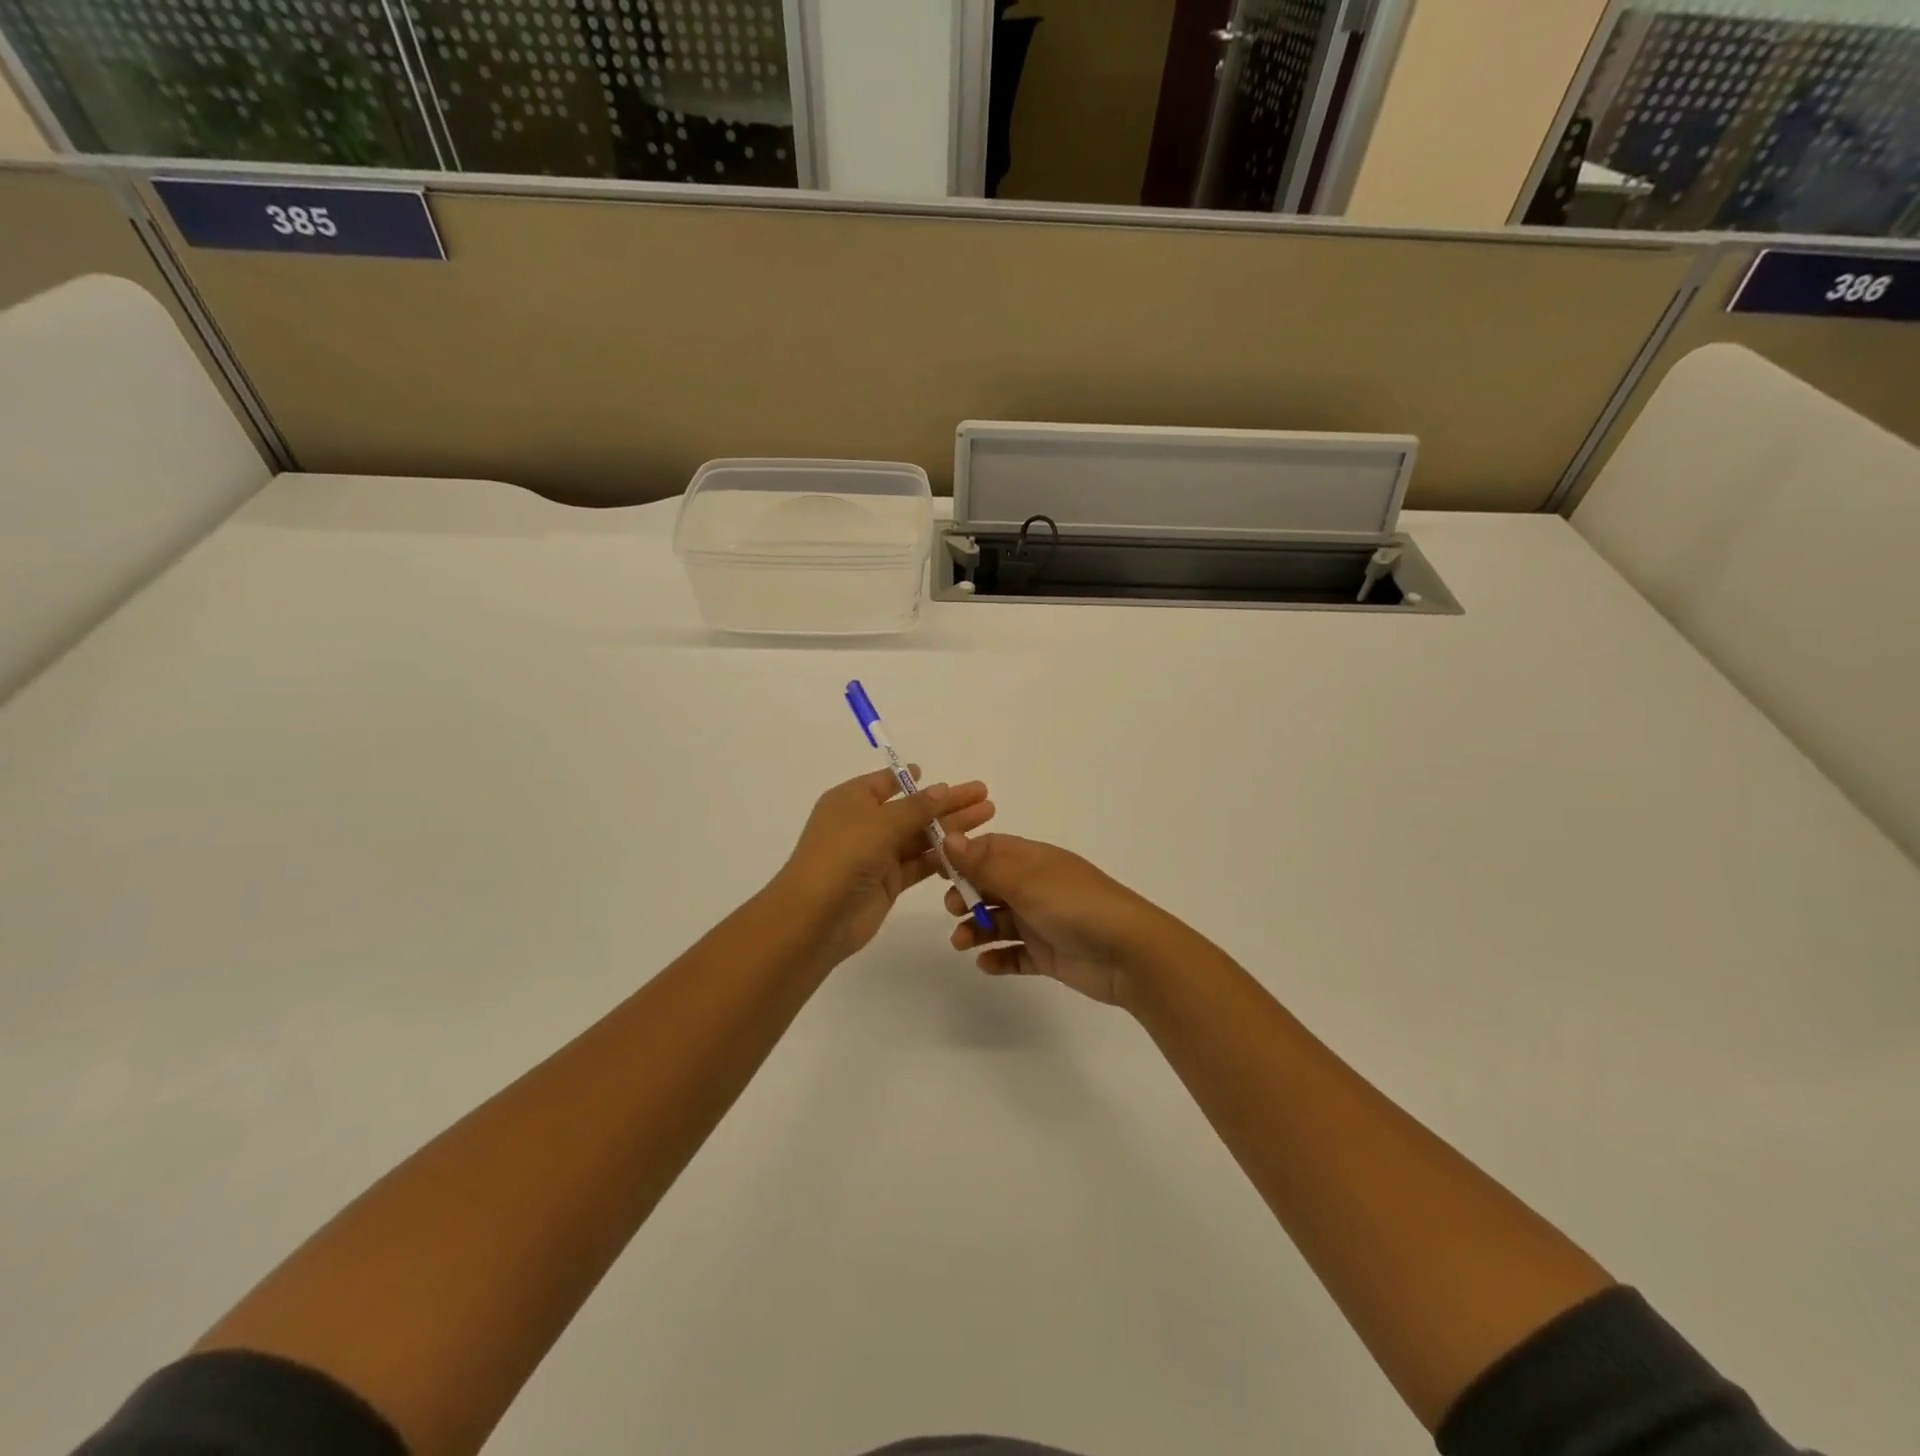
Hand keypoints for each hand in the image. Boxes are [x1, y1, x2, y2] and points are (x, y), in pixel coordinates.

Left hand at [776, 768, 994, 962]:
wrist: (816, 917)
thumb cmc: (844, 855)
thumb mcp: (881, 822)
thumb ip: (916, 807)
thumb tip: (941, 789)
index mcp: (852, 800)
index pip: (886, 782)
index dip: (914, 779)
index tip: (945, 777)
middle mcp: (863, 824)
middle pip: (912, 809)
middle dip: (947, 803)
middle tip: (984, 796)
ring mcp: (875, 855)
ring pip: (919, 836)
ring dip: (951, 828)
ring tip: (987, 817)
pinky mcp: (886, 883)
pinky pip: (918, 864)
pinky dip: (941, 857)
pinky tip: (969, 851)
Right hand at [942, 833, 1187, 1006]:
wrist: (1129, 953)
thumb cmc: (1076, 906)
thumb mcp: (1026, 881)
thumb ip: (984, 864)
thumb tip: (948, 838)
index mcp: (1034, 861)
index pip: (992, 850)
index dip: (964, 858)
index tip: (938, 872)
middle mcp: (1036, 887)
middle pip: (991, 885)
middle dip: (967, 896)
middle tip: (954, 910)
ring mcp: (1043, 921)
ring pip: (999, 921)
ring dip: (976, 929)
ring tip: (963, 943)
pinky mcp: (1048, 954)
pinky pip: (1015, 954)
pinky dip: (998, 959)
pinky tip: (986, 964)